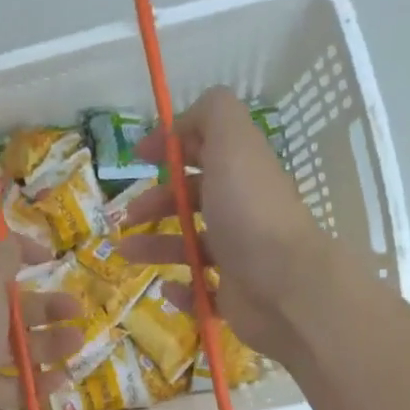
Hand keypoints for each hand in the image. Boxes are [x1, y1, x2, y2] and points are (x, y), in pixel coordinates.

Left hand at [0, 225, 81, 409]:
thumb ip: (1, 255)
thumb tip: (10, 241)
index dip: (16, 243)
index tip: (49, 255)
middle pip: (12, 304)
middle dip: (46, 304)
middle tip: (75, 308)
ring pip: (19, 345)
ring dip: (51, 342)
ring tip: (76, 343)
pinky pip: (18, 385)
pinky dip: (40, 381)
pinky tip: (62, 377)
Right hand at [115, 86, 333, 358]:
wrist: (284, 286)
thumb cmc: (250, 211)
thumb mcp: (232, 142)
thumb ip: (212, 113)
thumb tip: (184, 121)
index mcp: (242, 172)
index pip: (207, 150)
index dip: (172, 147)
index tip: (138, 157)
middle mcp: (242, 211)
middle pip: (193, 200)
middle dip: (156, 202)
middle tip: (128, 214)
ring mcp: (239, 256)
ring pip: (189, 247)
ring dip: (154, 247)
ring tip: (124, 252)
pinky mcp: (234, 296)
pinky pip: (200, 292)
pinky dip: (181, 290)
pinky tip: (167, 288)